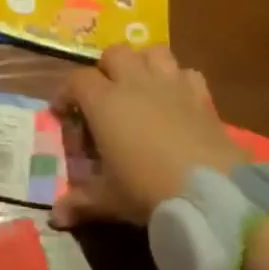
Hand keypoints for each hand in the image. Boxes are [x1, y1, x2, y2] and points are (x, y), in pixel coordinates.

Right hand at [51, 44, 249, 227]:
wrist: (213, 193)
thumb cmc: (148, 190)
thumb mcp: (108, 199)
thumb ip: (80, 202)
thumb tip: (55, 217)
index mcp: (105, 103)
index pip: (77, 80)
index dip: (65, 94)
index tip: (64, 114)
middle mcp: (136, 84)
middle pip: (114, 54)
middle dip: (104, 70)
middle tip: (103, 97)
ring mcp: (172, 86)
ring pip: (153, 52)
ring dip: (142, 63)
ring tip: (139, 88)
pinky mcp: (203, 97)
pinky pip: (188, 73)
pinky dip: (178, 80)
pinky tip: (175, 101)